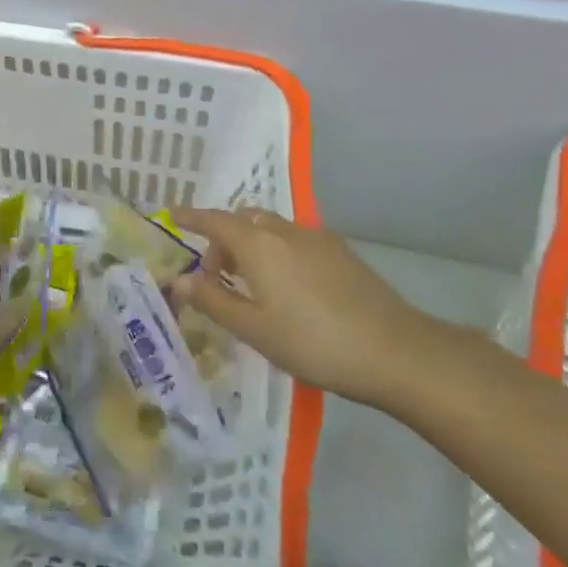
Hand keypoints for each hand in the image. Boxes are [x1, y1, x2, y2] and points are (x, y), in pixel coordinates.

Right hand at [171, 208, 436, 406]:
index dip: (191, 217)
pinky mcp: (341, 252)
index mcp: (257, 245)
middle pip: (243, 220)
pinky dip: (278, 251)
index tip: (172, 216)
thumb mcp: (254, 329)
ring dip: (252, 245)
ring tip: (253, 286)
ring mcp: (317, 238)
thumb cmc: (314, 342)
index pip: (214, 220)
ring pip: (271, 228)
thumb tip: (180, 280)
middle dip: (223, 239)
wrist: (395, 350)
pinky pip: (295, 240)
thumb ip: (213, 301)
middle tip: (218, 277)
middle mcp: (284, 231)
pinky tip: (290, 289)